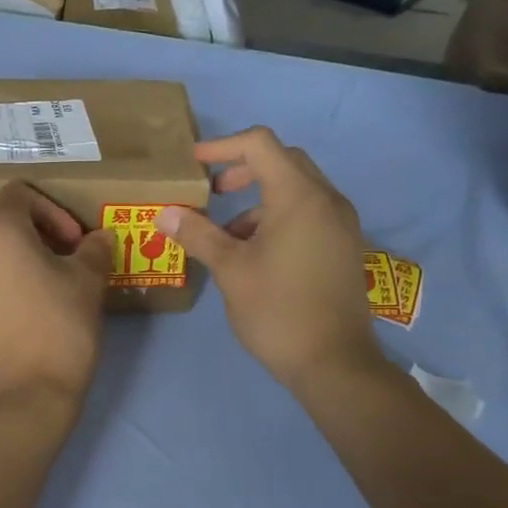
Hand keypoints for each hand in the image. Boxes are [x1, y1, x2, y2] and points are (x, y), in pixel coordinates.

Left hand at [0, 184, 113, 409]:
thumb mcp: (88, 282)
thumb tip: (99, 238)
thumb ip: (93, 249)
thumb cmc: (61, 328)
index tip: (74, 243)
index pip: (19, 195)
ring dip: (8, 269)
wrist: (26, 399)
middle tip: (61, 266)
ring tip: (36, 296)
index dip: (53, 211)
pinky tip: (16, 326)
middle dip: (32, 240)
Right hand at [155, 128, 386, 394]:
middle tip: (212, 191)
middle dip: (243, 169)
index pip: (260, 144)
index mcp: (299, 196)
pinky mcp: (343, 246)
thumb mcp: (230, 270)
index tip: (194, 163)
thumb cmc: (277, 310)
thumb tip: (164, 213)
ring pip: (297, 189)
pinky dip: (279, 217)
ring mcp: (340, 223)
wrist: (334, 362)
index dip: (222, 146)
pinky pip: (309, 213)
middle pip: (283, 161)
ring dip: (259, 198)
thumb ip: (198, 235)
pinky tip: (256, 253)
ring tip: (227, 234)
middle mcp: (326, 200)